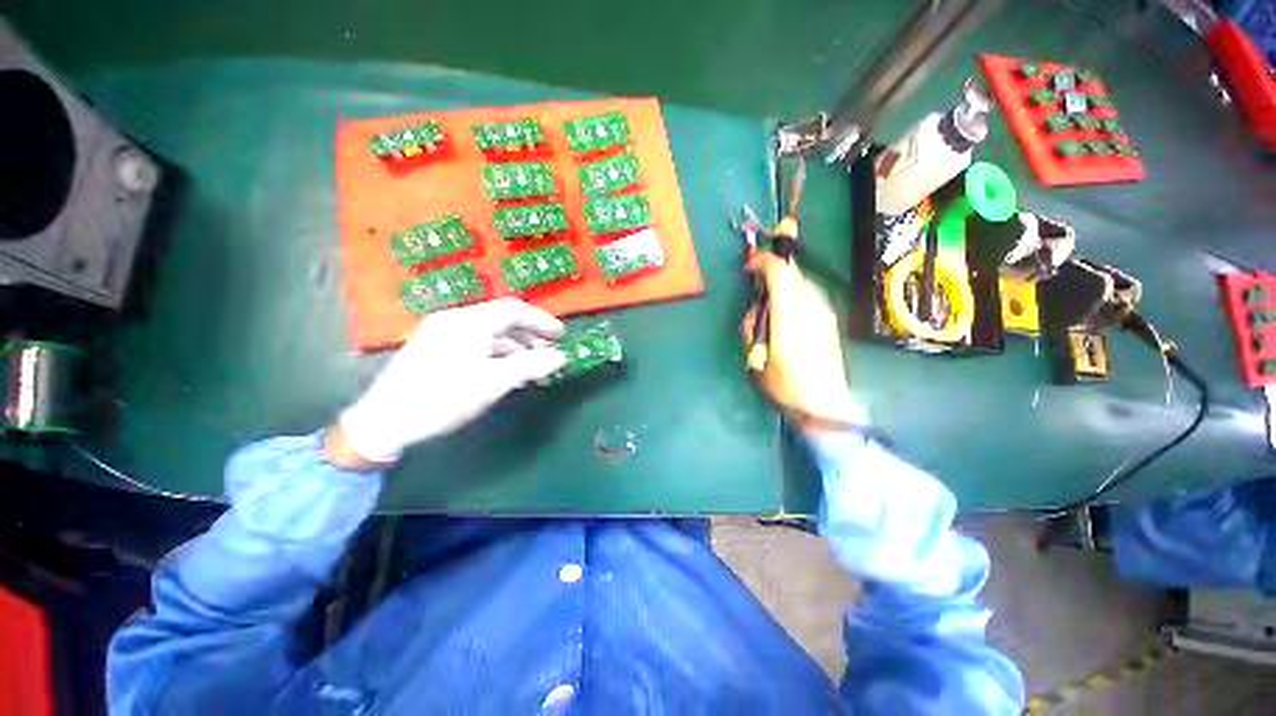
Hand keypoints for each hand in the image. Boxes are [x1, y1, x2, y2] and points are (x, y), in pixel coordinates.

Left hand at [334, 298, 566, 464]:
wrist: (384, 421)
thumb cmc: (443, 397)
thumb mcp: (493, 382)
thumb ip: (531, 365)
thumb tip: (562, 357)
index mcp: (470, 321)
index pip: (514, 310)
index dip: (542, 321)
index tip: (562, 336)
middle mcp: (456, 320)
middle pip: (503, 320)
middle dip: (531, 337)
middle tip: (550, 356)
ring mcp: (443, 333)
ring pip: (490, 334)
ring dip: (516, 349)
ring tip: (533, 370)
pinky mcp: (436, 348)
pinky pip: (476, 344)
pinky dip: (497, 355)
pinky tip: (507, 372)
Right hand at [743, 253, 864, 432]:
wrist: (823, 403)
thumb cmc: (784, 383)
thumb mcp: (755, 357)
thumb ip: (752, 327)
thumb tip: (757, 309)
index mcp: (790, 314)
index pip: (779, 272)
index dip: (762, 262)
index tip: (748, 267)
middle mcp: (811, 306)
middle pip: (792, 271)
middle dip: (772, 269)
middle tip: (755, 280)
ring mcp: (824, 311)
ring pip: (803, 281)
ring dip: (784, 280)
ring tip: (769, 296)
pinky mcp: (830, 319)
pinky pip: (810, 293)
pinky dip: (795, 291)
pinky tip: (787, 309)